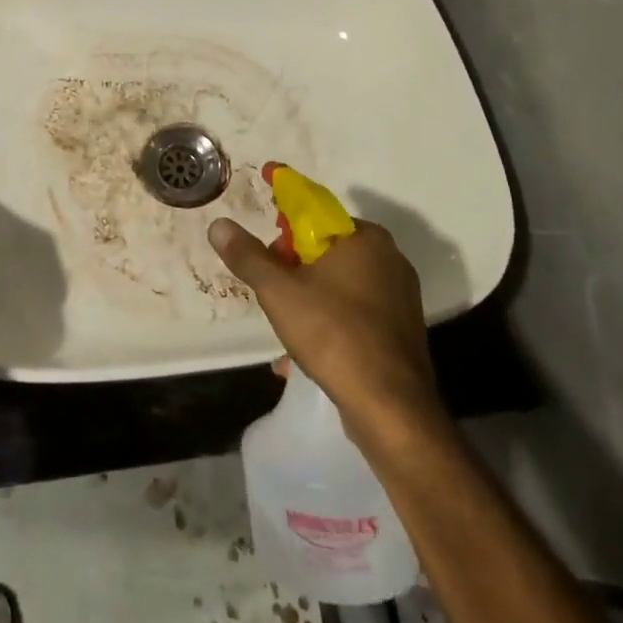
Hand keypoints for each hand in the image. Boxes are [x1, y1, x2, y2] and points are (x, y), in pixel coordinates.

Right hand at [209, 217, 440, 442]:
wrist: (390, 407)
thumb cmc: (333, 334)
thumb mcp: (278, 291)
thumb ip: (248, 256)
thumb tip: (219, 225)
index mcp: (365, 237)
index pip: (315, 215)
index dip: (283, 230)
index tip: (266, 253)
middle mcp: (390, 258)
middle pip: (327, 250)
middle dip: (295, 269)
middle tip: (274, 294)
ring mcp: (401, 295)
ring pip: (341, 284)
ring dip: (311, 298)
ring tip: (288, 327)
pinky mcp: (403, 329)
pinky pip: (358, 312)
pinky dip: (333, 321)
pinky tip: (312, 350)